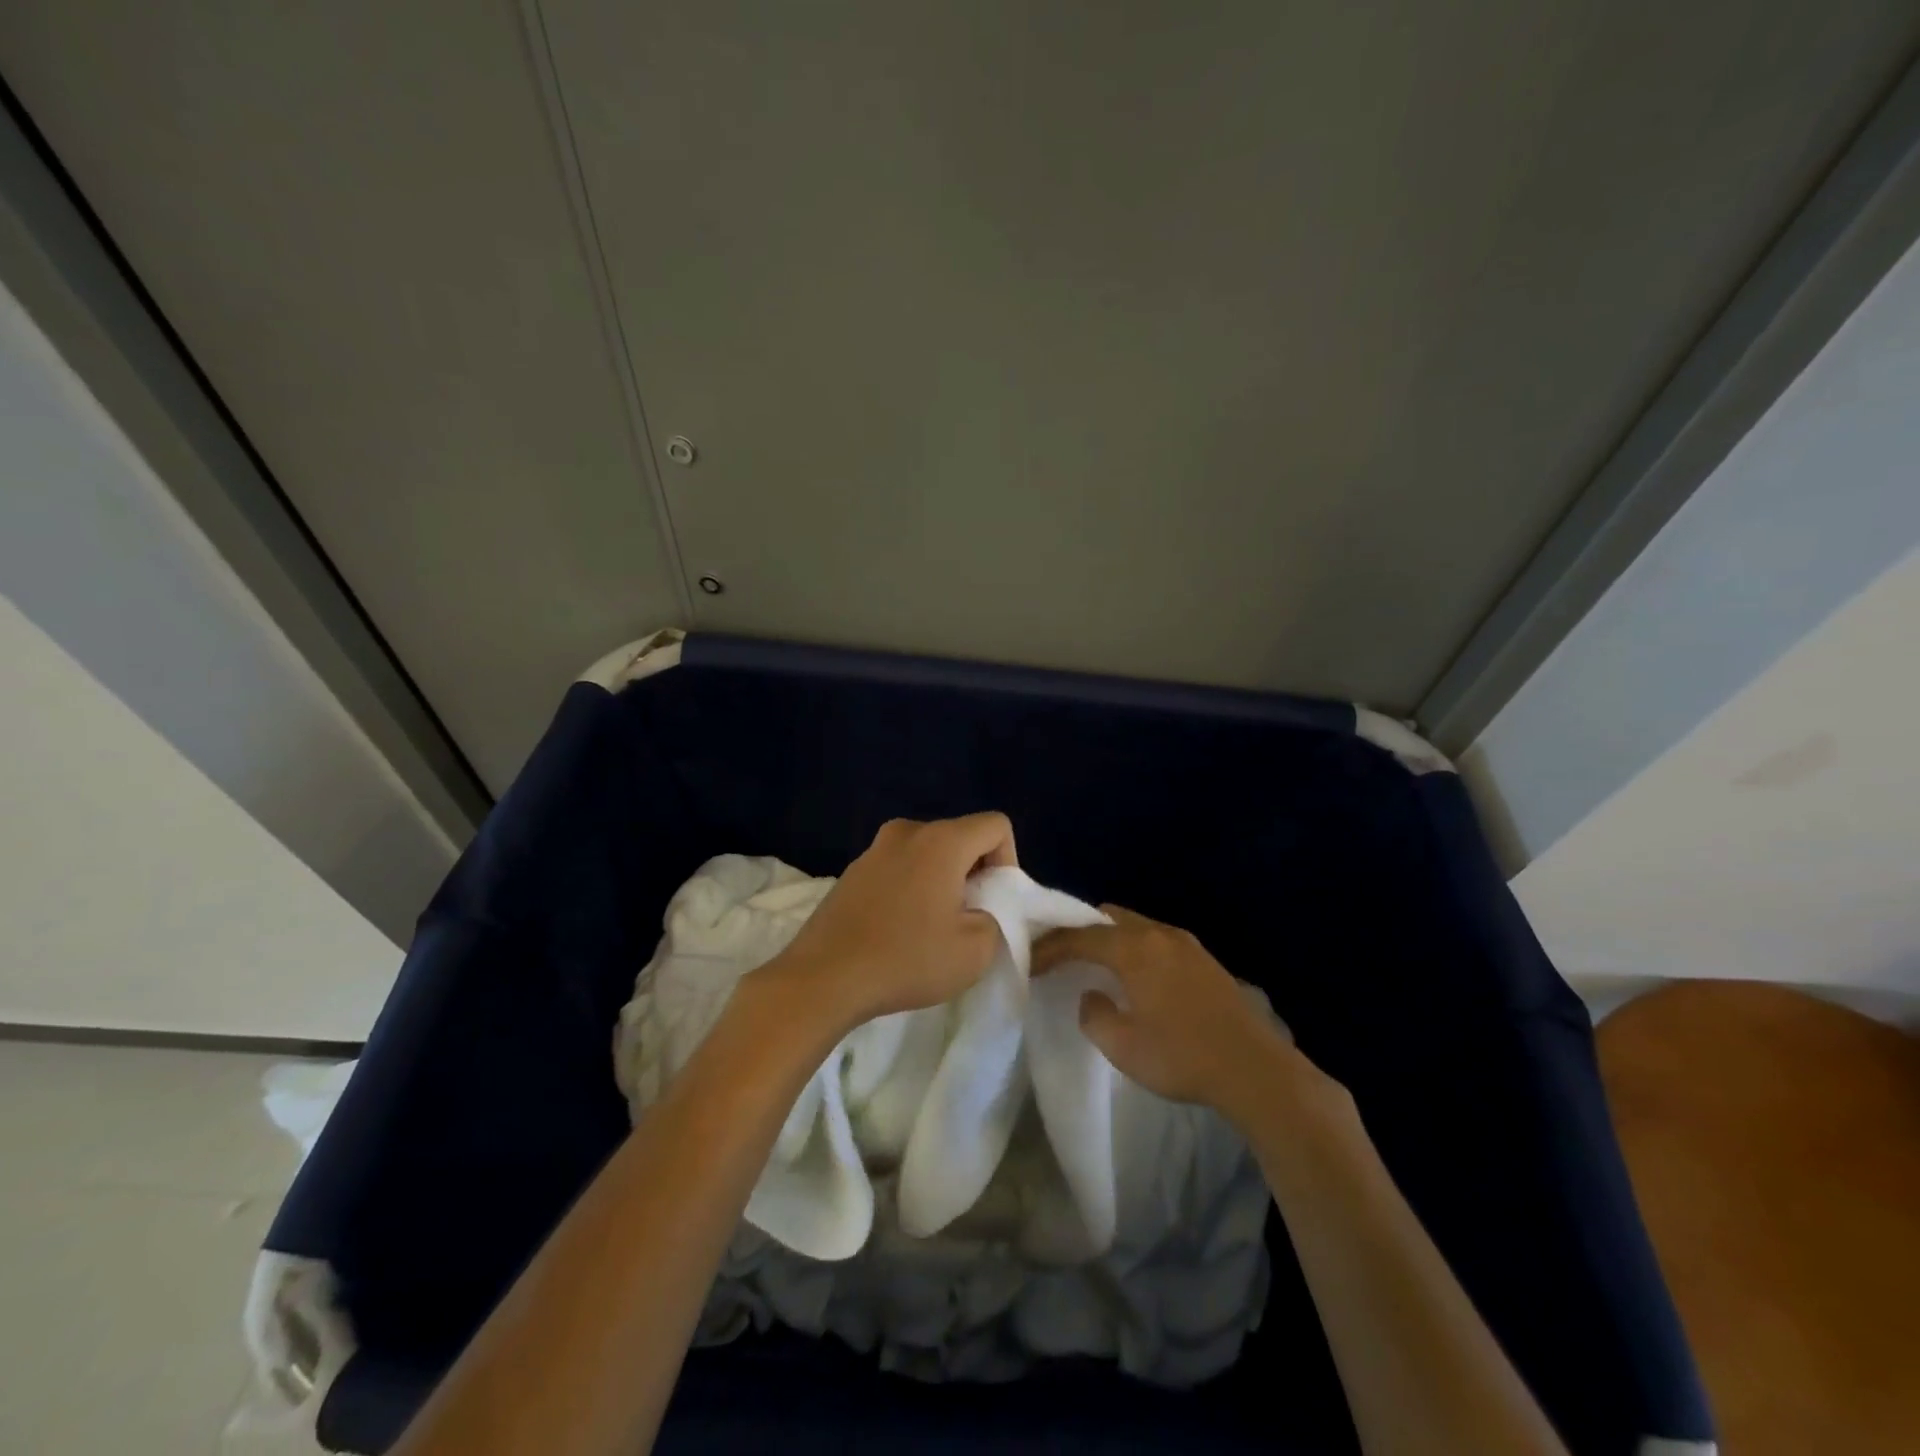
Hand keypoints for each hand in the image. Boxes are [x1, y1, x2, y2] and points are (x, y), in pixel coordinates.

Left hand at [766, 813, 1017, 1028]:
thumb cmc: (906, 959)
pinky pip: (898, 868)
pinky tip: (897, 930)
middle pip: (961, 838)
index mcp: (941, 840)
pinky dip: (910, 889)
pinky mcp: (852, 871)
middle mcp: (907, 831)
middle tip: (965, 919)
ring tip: (930, 928)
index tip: (992, 902)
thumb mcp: (974, 951)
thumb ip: (996, 919)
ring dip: (940, 881)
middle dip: (974, 873)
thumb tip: (980, 908)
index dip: (1008, 862)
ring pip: (928, 853)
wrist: (823, 978)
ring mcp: (874, 849)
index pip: (996, 825)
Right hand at [1032, 905, 1295, 1110]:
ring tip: (1097, 966)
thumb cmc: (1181, 1056)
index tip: (1030, 962)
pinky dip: (1137, 949)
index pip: (1080, 936)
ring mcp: (1186, 944)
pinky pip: (1158, 940)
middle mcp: (1158, 934)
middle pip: (1108, 918)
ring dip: (1112, 940)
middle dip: (1081, 932)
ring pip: (1136, 926)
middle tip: (1063, 956)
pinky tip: (1138, 978)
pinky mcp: (1206, 960)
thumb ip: (1095, 1014)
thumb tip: (1092, 995)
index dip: (1051, 947)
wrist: (1255, 1069)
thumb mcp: (1122, 1045)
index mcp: (1134, 948)